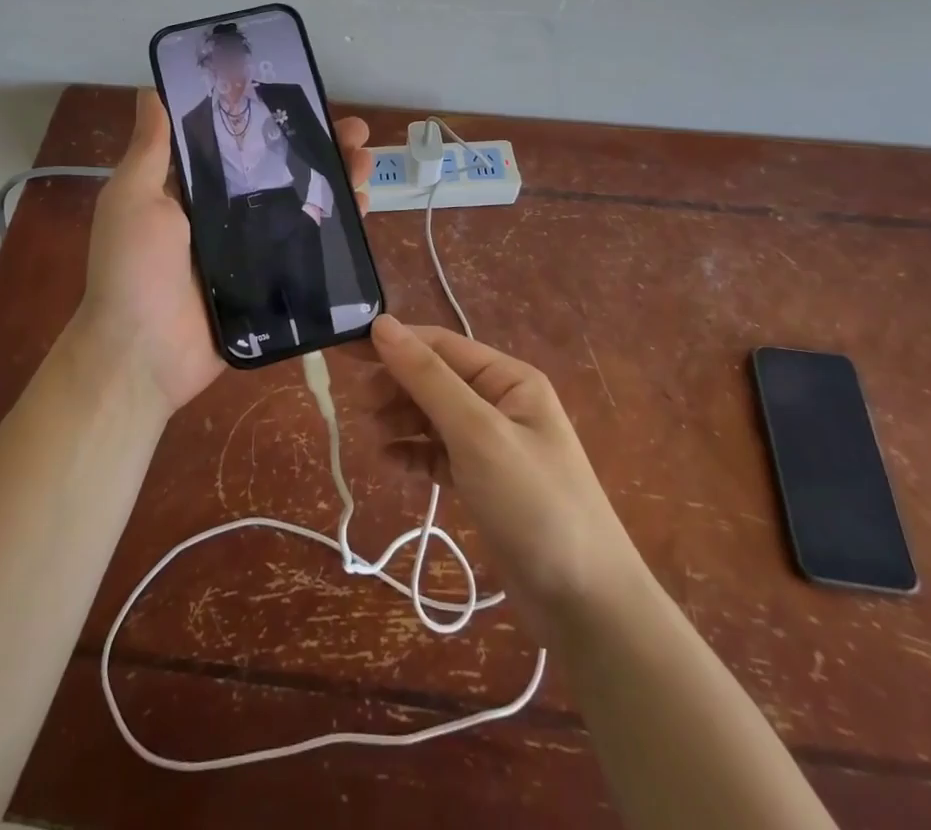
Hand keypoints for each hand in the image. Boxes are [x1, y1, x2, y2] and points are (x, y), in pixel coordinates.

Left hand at [71, 89, 371, 417]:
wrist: (143, 356)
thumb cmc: (133, 269)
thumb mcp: (133, 199)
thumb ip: (151, 150)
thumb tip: (152, 91)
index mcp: (193, 191)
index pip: (241, 144)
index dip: (273, 121)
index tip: (305, 99)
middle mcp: (226, 216)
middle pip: (281, 173)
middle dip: (319, 149)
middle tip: (355, 133)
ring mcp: (252, 251)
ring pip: (302, 207)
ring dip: (336, 182)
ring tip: (366, 162)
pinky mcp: (272, 284)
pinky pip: (308, 250)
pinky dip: (337, 230)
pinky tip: (363, 208)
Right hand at [357, 316, 642, 636]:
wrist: (586, 606)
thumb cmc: (533, 503)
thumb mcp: (476, 432)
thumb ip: (427, 377)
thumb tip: (381, 324)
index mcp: (508, 379)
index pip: (439, 345)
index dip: (393, 345)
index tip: (344, 354)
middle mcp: (500, 403)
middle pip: (434, 379)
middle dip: (395, 386)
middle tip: (359, 406)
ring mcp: (492, 445)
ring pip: (432, 416)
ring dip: (400, 420)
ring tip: (373, 437)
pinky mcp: (483, 482)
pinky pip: (438, 454)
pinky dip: (413, 454)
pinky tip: (391, 463)